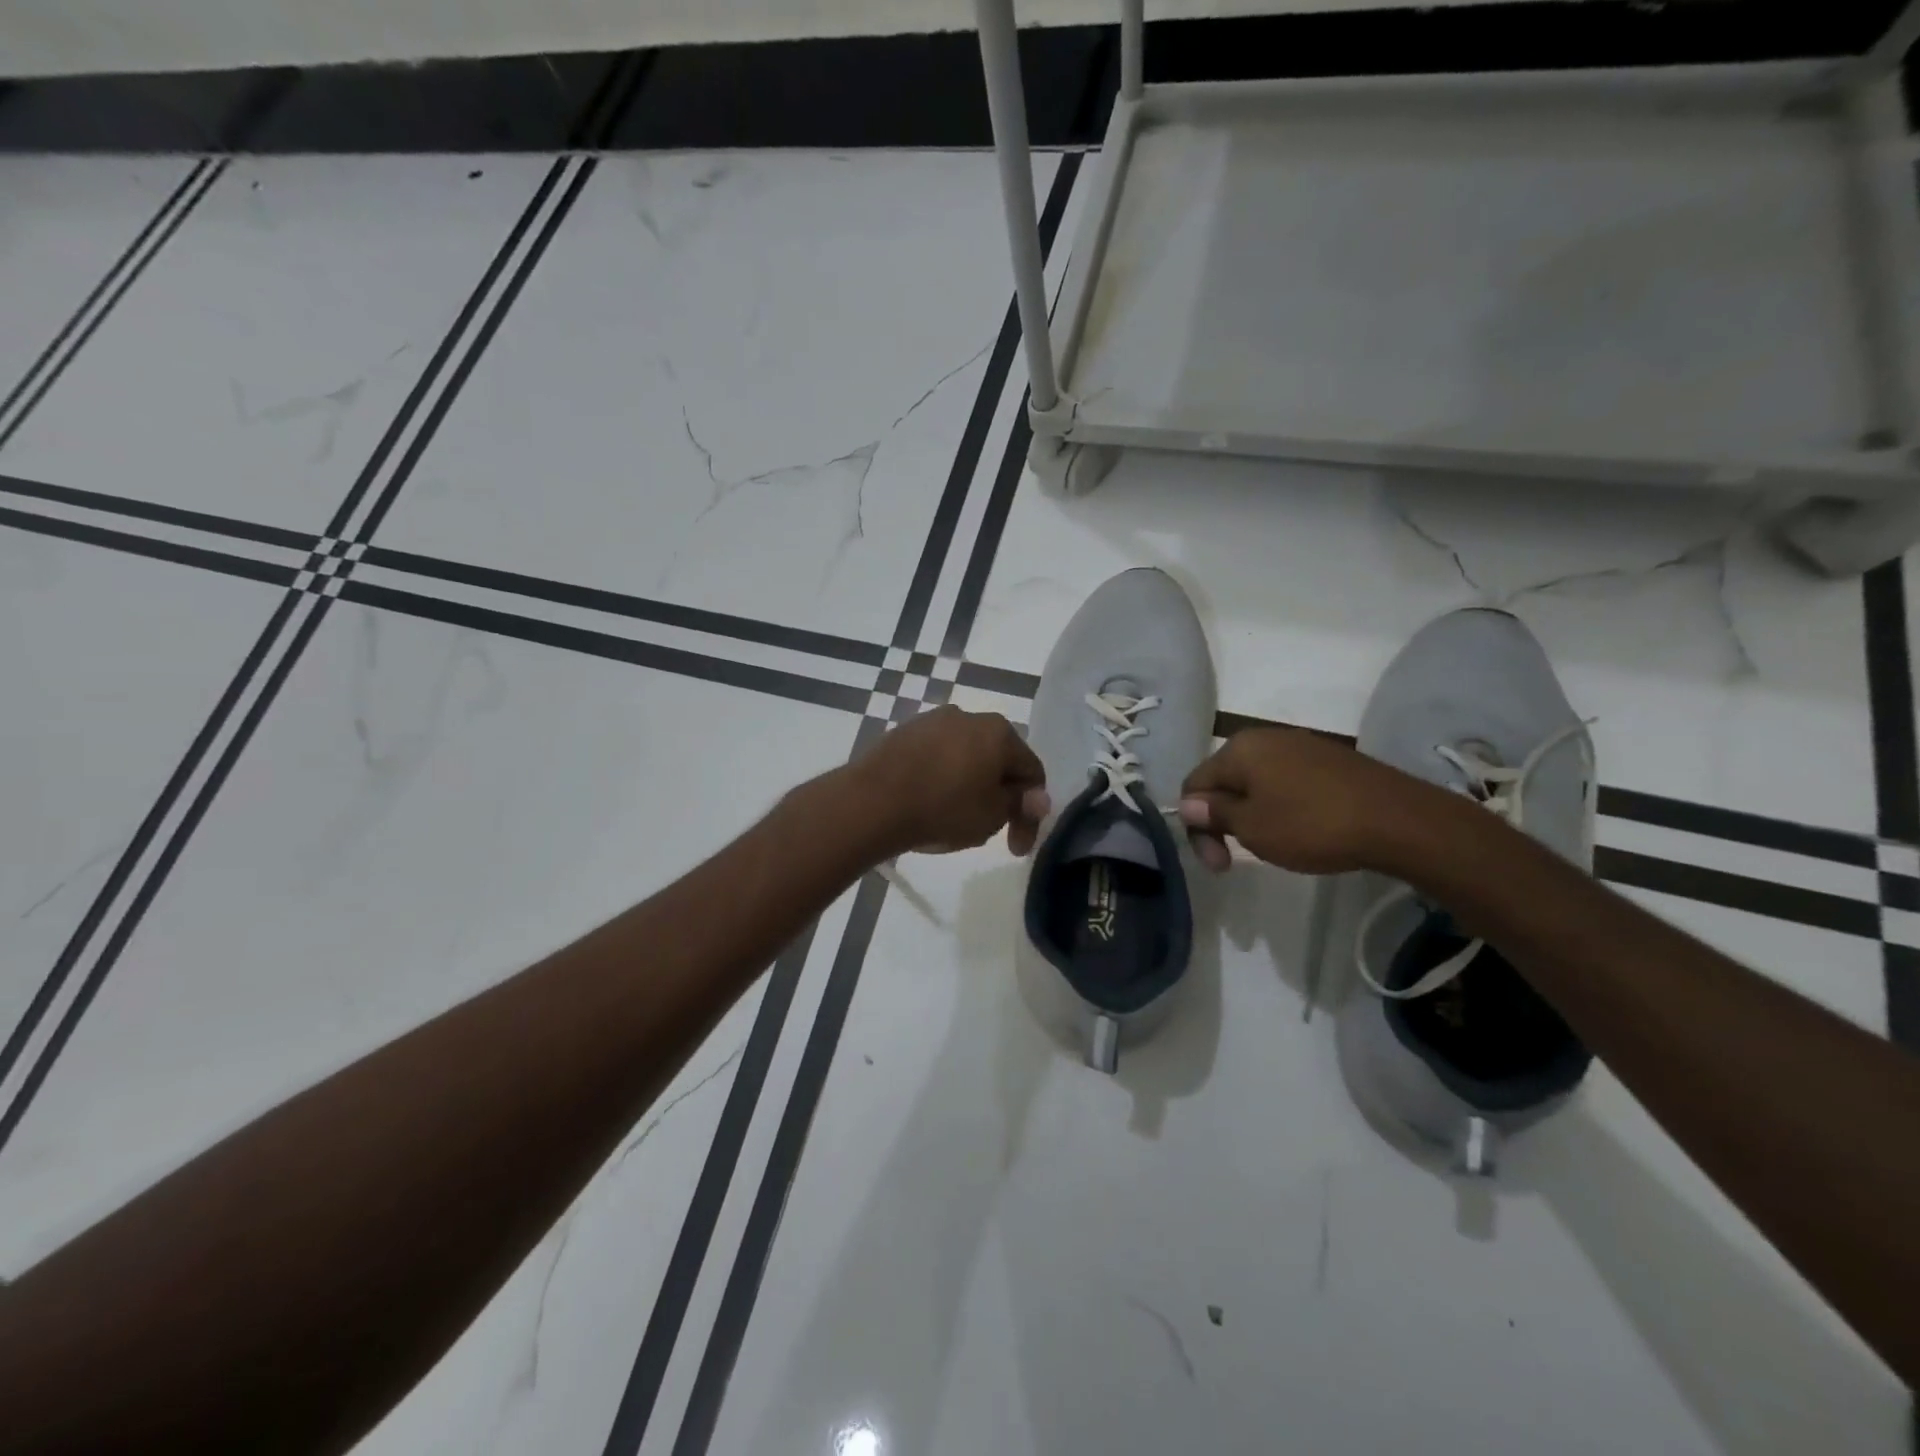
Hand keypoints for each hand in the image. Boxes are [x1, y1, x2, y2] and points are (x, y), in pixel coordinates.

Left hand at [850, 706, 1048, 855]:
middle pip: (997, 760)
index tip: (1016, 846)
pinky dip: (941, 779)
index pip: (1031, 772)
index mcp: (999, 731)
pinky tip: (929, 803)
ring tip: (956, 819)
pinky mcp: (903, 732)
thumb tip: (1037, 796)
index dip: (1031, 813)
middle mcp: (968, 716)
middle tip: (991, 831)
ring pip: (965, 757)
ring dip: (970, 786)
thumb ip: (1019, 803)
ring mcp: (931, 721)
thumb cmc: (943, 808)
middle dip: (999, 796)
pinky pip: (935, 757)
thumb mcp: (992, 815)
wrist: (872, 801)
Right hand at [1177, 726, 1432, 874]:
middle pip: (1224, 781)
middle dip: (1222, 821)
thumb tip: (1188, 803)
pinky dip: (1279, 806)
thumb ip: (1214, 813)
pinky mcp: (1327, 759)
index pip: (1194, 784)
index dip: (1196, 826)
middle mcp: (1264, 738)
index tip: (1219, 863)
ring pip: (1255, 782)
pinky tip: (1299, 830)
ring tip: (1270, 845)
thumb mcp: (1253, 827)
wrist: (1398, 820)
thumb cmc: (1312, 825)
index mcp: (1238, 748)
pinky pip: (1285, 782)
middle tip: (1235, 860)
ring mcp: (1299, 745)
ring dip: (1250, 815)